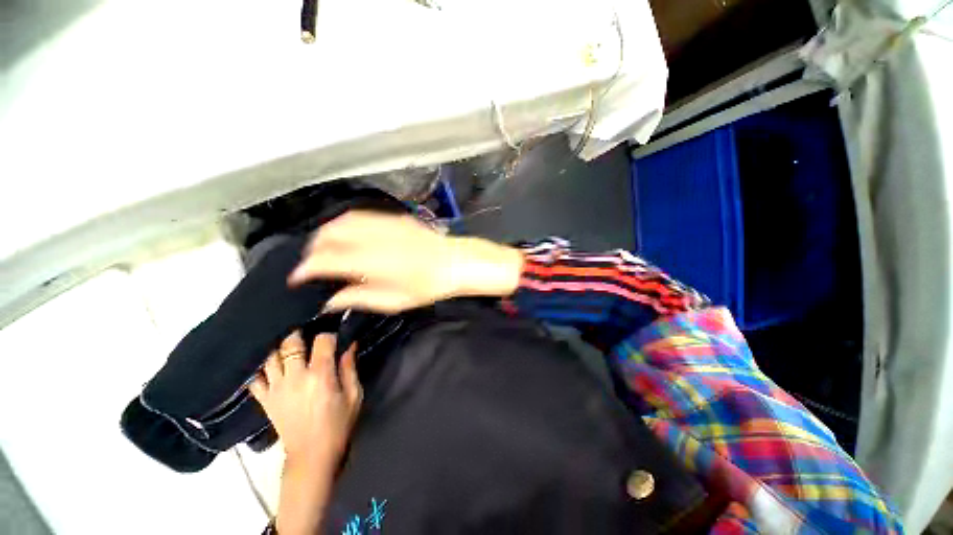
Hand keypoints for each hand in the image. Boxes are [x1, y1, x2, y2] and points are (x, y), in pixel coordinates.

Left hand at [249, 331, 361, 466]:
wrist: (311, 456)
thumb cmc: (338, 424)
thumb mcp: (353, 395)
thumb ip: (349, 367)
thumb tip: (350, 344)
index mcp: (320, 376)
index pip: (322, 341)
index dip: (329, 335)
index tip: (334, 337)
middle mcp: (295, 377)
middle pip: (290, 343)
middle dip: (299, 334)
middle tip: (307, 333)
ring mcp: (276, 388)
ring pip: (270, 356)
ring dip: (279, 347)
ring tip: (287, 343)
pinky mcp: (265, 400)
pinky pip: (254, 379)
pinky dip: (259, 368)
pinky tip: (267, 363)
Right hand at [288, 211, 523, 313]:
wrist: (454, 262)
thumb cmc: (428, 285)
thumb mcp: (393, 300)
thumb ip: (358, 298)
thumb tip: (330, 301)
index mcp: (371, 262)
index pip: (324, 261)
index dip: (305, 269)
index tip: (297, 279)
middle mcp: (372, 237)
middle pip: (328, 235)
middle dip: (313, 249)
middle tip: (312, 264)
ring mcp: (384, 223)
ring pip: (342, 221)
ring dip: (327, 233)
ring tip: (325, 248)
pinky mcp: (394, 218)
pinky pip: (361, 216)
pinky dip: (346, 224)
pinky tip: (348, 235)